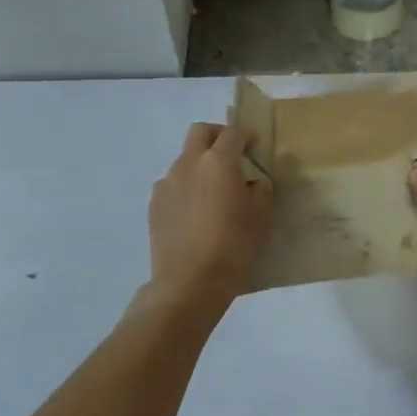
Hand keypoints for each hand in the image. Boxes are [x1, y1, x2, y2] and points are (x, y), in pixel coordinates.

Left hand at [146, 122, 273, 301]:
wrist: (189, 283)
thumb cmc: (233, 247)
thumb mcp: (262, 218)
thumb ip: (261, 191)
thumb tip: (254, 182)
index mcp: (218, 162)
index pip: (233, 132)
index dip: (246, 136)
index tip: (254, 147)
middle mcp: (189, 164)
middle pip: (200, 132)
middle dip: (217, 136)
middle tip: (231, 156)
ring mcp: (167, 183)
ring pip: (184, 160)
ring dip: (199, 166)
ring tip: (213, 193)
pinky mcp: (154, 205)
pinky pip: (172, 185)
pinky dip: (186, 188)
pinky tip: (195, 214)